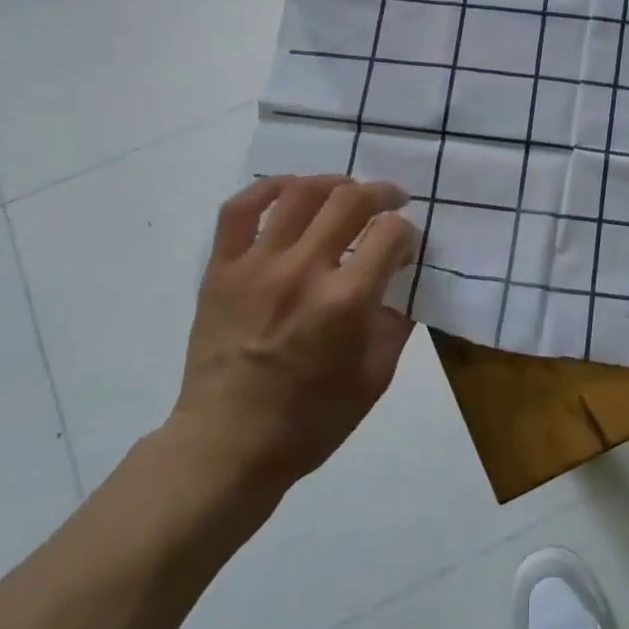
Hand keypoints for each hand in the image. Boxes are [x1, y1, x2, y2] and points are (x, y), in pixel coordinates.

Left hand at [164, 175, 418, 501]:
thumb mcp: (376, 378)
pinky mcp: (222, 269)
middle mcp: (303, 272)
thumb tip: (404, 279)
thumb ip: (397, 322)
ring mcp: (257, 266)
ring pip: (299, 194)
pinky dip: (267, 188)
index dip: (407, 232)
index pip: (390, 234)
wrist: (227, 445)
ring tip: (346, 190)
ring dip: (333, 183)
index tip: (406, 246)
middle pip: (350, 201)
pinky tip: (289, 189)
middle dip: (382, 193)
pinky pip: (239, 210)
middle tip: (392, 201)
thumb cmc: (310, 420)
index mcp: (345, 302)